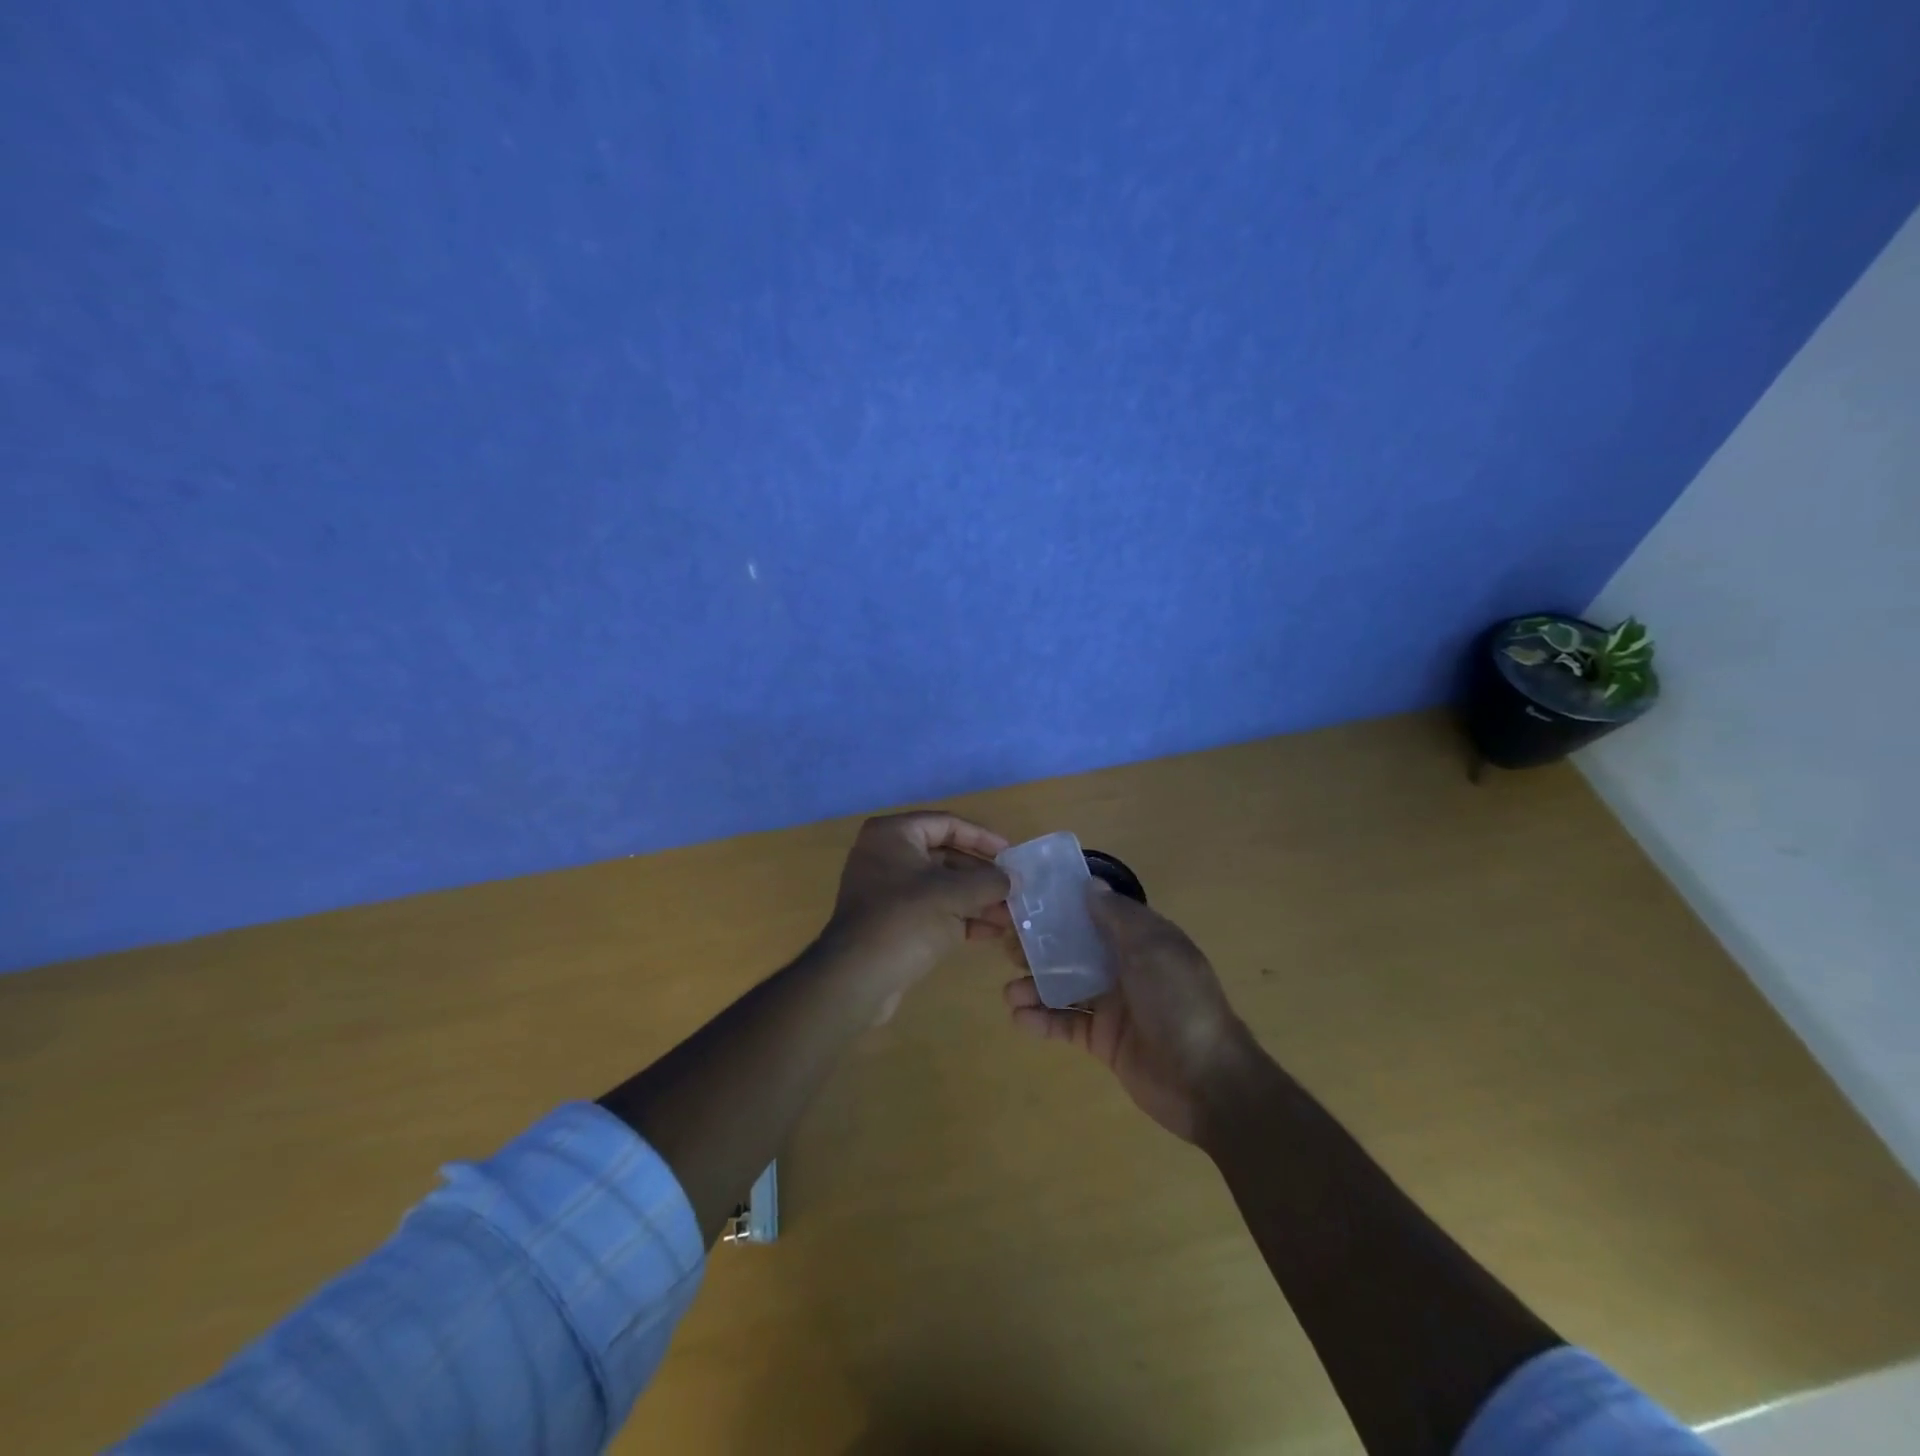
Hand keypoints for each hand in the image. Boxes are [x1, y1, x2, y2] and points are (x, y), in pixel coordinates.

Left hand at [823, 812, 1010, 1015]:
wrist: (856, 978)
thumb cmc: (905, 920)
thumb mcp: (953, 895)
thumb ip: (988, 882)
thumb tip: (1014, 880)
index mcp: (893, 834)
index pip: (947, 825)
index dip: (982, 839)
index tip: (1011, 856)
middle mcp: (886, 855)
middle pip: (945, 856)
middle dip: (982, 876)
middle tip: (1014, 890)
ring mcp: (886, 890)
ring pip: (940, 887)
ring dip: (975, 900)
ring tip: (1010, 916)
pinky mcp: (890, 922)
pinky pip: (931, 910)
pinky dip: (959, 917)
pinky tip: (991, 932)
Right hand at [1002, 885, 1256, 1141]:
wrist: (1207, 1081)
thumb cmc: (1179, 1001)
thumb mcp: (1153, 947)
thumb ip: (1118, 916)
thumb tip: (1089, 885)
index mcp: (1140, 940)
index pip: (1094, 914)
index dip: (1062, 907)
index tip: (1026, 900)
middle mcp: (1123, 967)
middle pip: (1072, 949)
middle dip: (1039, 946)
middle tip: (1004, 944)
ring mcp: (1111, 1005)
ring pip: (1063, 987)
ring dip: (1034, 985)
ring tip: (1009, 991)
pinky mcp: (1102, 1040)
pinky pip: (1065, 1023)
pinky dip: (1041, 1020)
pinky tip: (1019, 1016)